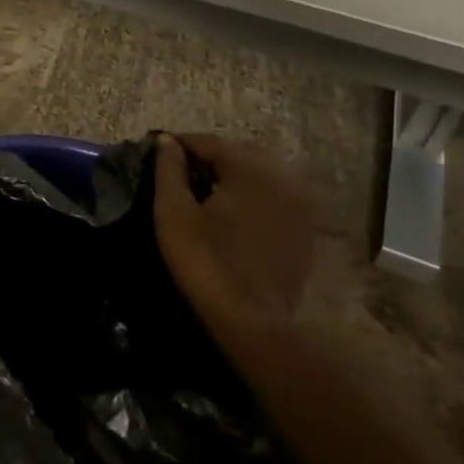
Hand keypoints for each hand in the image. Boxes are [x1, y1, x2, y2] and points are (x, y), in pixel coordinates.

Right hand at [153, 133, 321, 329]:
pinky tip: (234, 215)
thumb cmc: (207, 262)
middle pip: (239, 153)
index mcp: (250, 167)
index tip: (158, 149)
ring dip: (234, 176)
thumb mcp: (174, 214)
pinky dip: (254, 197)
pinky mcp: (305, 229)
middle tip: (181, 171)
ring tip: (206, 191)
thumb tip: (167, 141)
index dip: (182, 144)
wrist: (253, 322)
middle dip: (210, 157)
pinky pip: (276, 198)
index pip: (210, 142)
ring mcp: (300, 204)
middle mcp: (282, 176)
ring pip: (261, 174)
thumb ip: (169, 170)